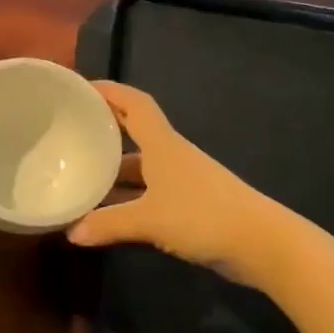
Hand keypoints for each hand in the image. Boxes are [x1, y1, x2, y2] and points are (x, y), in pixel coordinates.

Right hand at [66, 81, 279, 277]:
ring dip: (114, 171)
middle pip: (135, 133)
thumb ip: (109, 223)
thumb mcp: (149, 220)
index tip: (82, 89)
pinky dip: (129, 198)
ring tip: (82, 176)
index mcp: (162, 145)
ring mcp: (183, 181)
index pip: (135, 104)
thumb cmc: (203, 216)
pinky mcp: (190, 205)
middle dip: (106, 131)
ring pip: (141, 167)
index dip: (111, 92)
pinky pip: (150, 192)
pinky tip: (110, 213)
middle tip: (72, 133)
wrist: (262, 243)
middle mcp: (171, 156)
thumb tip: (71, 232)